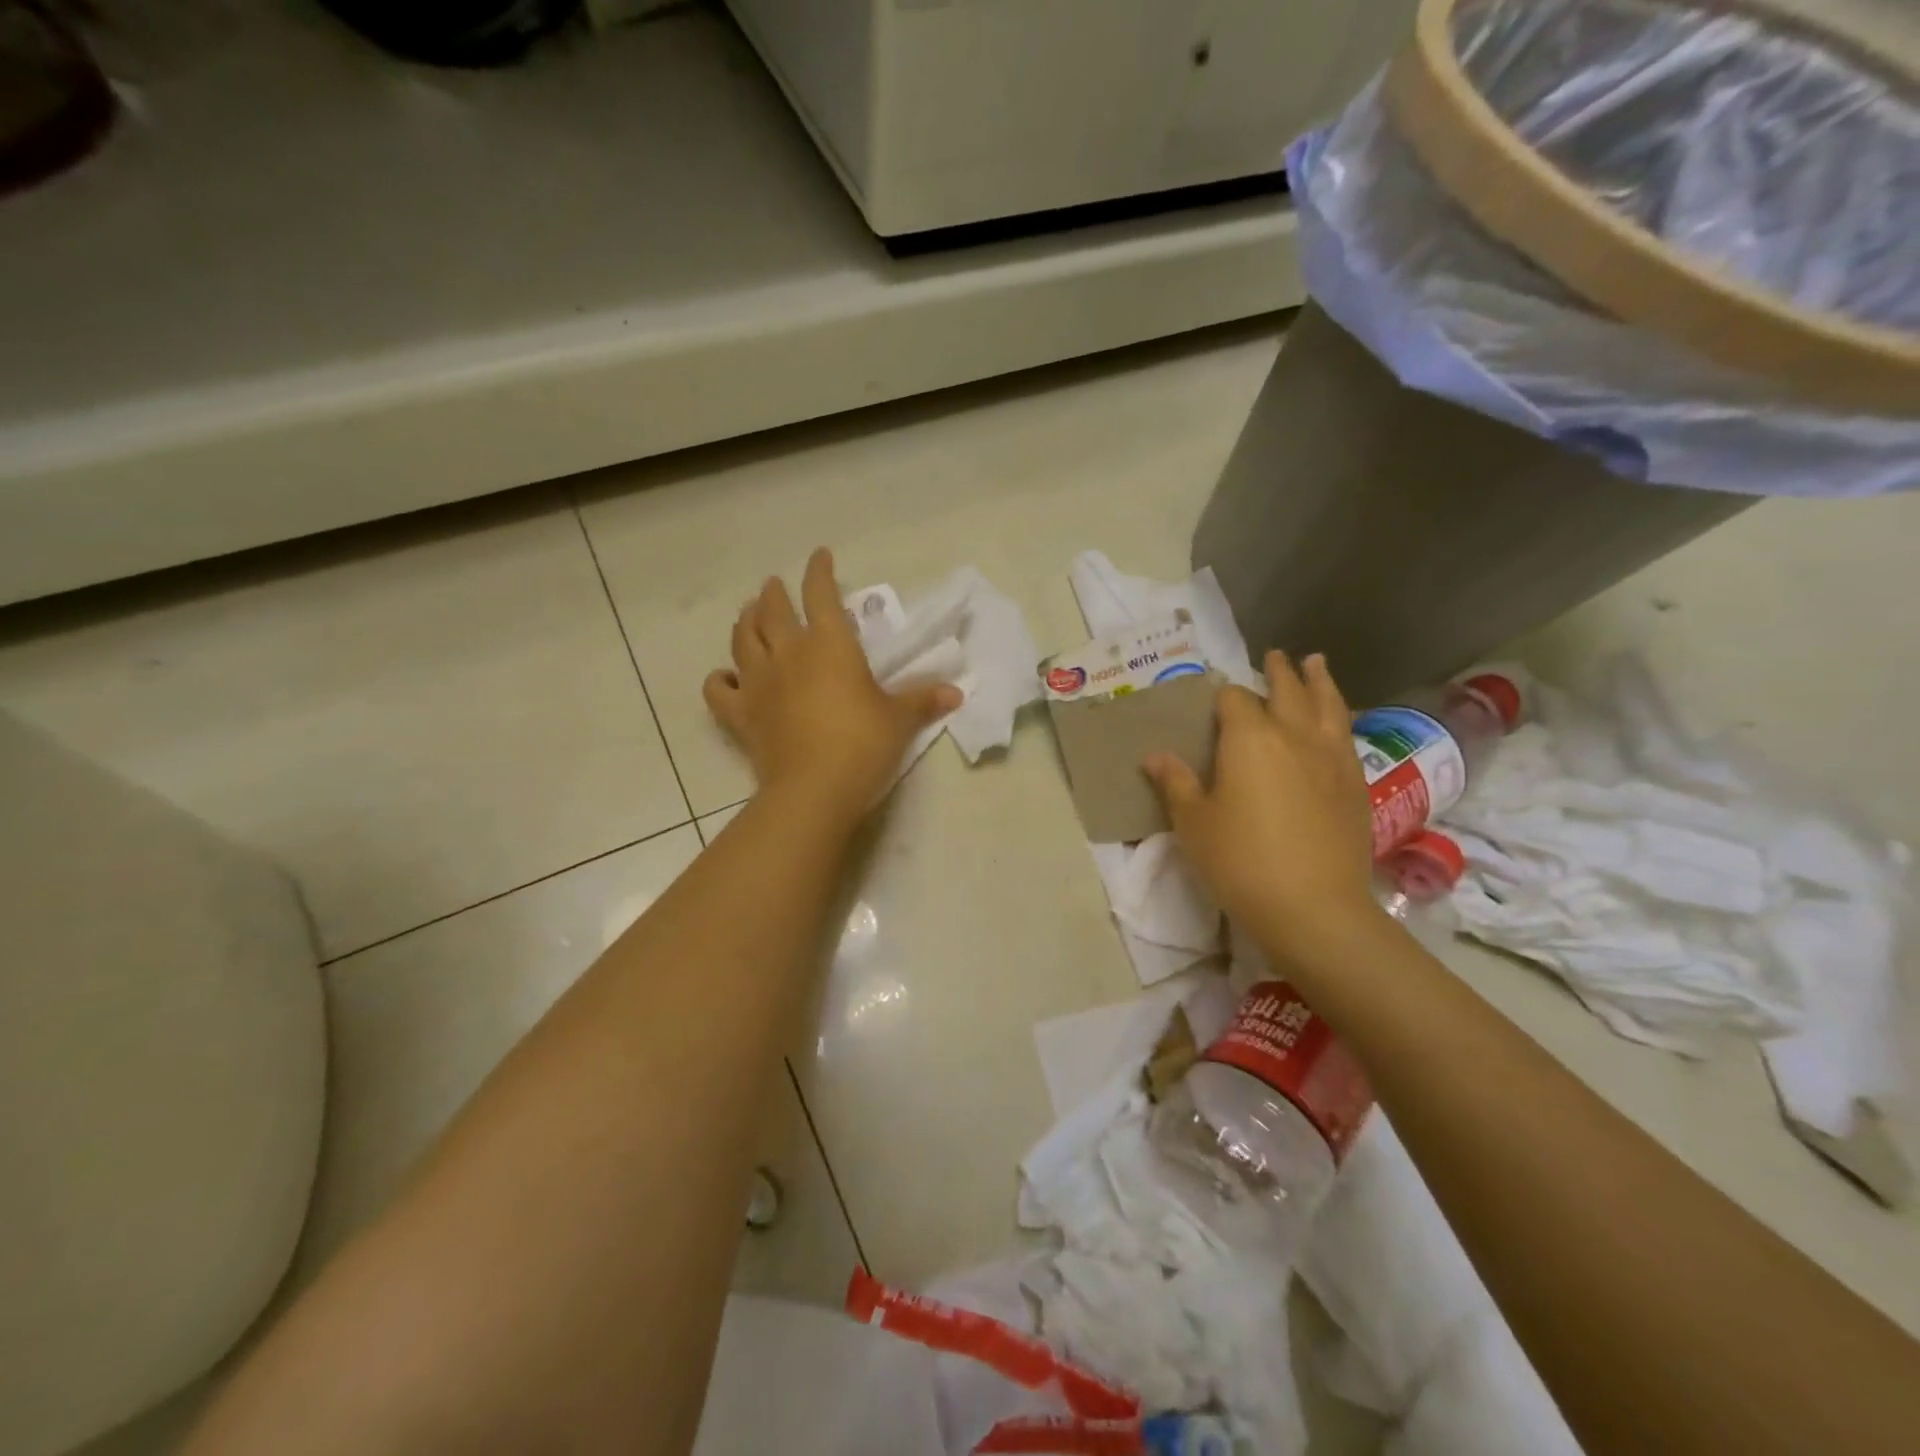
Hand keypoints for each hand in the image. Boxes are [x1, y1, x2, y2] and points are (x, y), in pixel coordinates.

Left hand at [704, 548, 961, 825]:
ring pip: (741, 639)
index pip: (820, 594)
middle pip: (771, 610)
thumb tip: (956, 693)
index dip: (819, 571)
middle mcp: (787, 653)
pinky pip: (718, 689)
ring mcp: (758, 683)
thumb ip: (923, 700)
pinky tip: (725, 677)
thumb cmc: (863, 745)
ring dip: (745, 622)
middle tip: (773, 586)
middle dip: (773, 593)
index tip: (820, 556)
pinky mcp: (740, 715)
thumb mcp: (899, 720)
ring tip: (748, 614)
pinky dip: (719, 679)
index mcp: (828, 644)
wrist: (814, 789)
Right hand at [1144, 652, 1378, 965]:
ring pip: (1328, 704)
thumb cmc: (1239, 861)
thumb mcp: (1194, 823)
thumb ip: (1176, 783)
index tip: (1217, 698)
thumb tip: (1155, 755)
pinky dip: (1338, 717)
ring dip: (1319, 681)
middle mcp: (1294, 735)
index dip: (1223, 696)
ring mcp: (1331, 757)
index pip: (1234, 699)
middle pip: (1287, 690)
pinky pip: (1346, 734)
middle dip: (1278, 672)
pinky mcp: (1355, 782)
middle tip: (1275, 656)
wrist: (1313, 906)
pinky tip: (1336, 721)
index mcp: (1249, 739)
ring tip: (1316, 663)